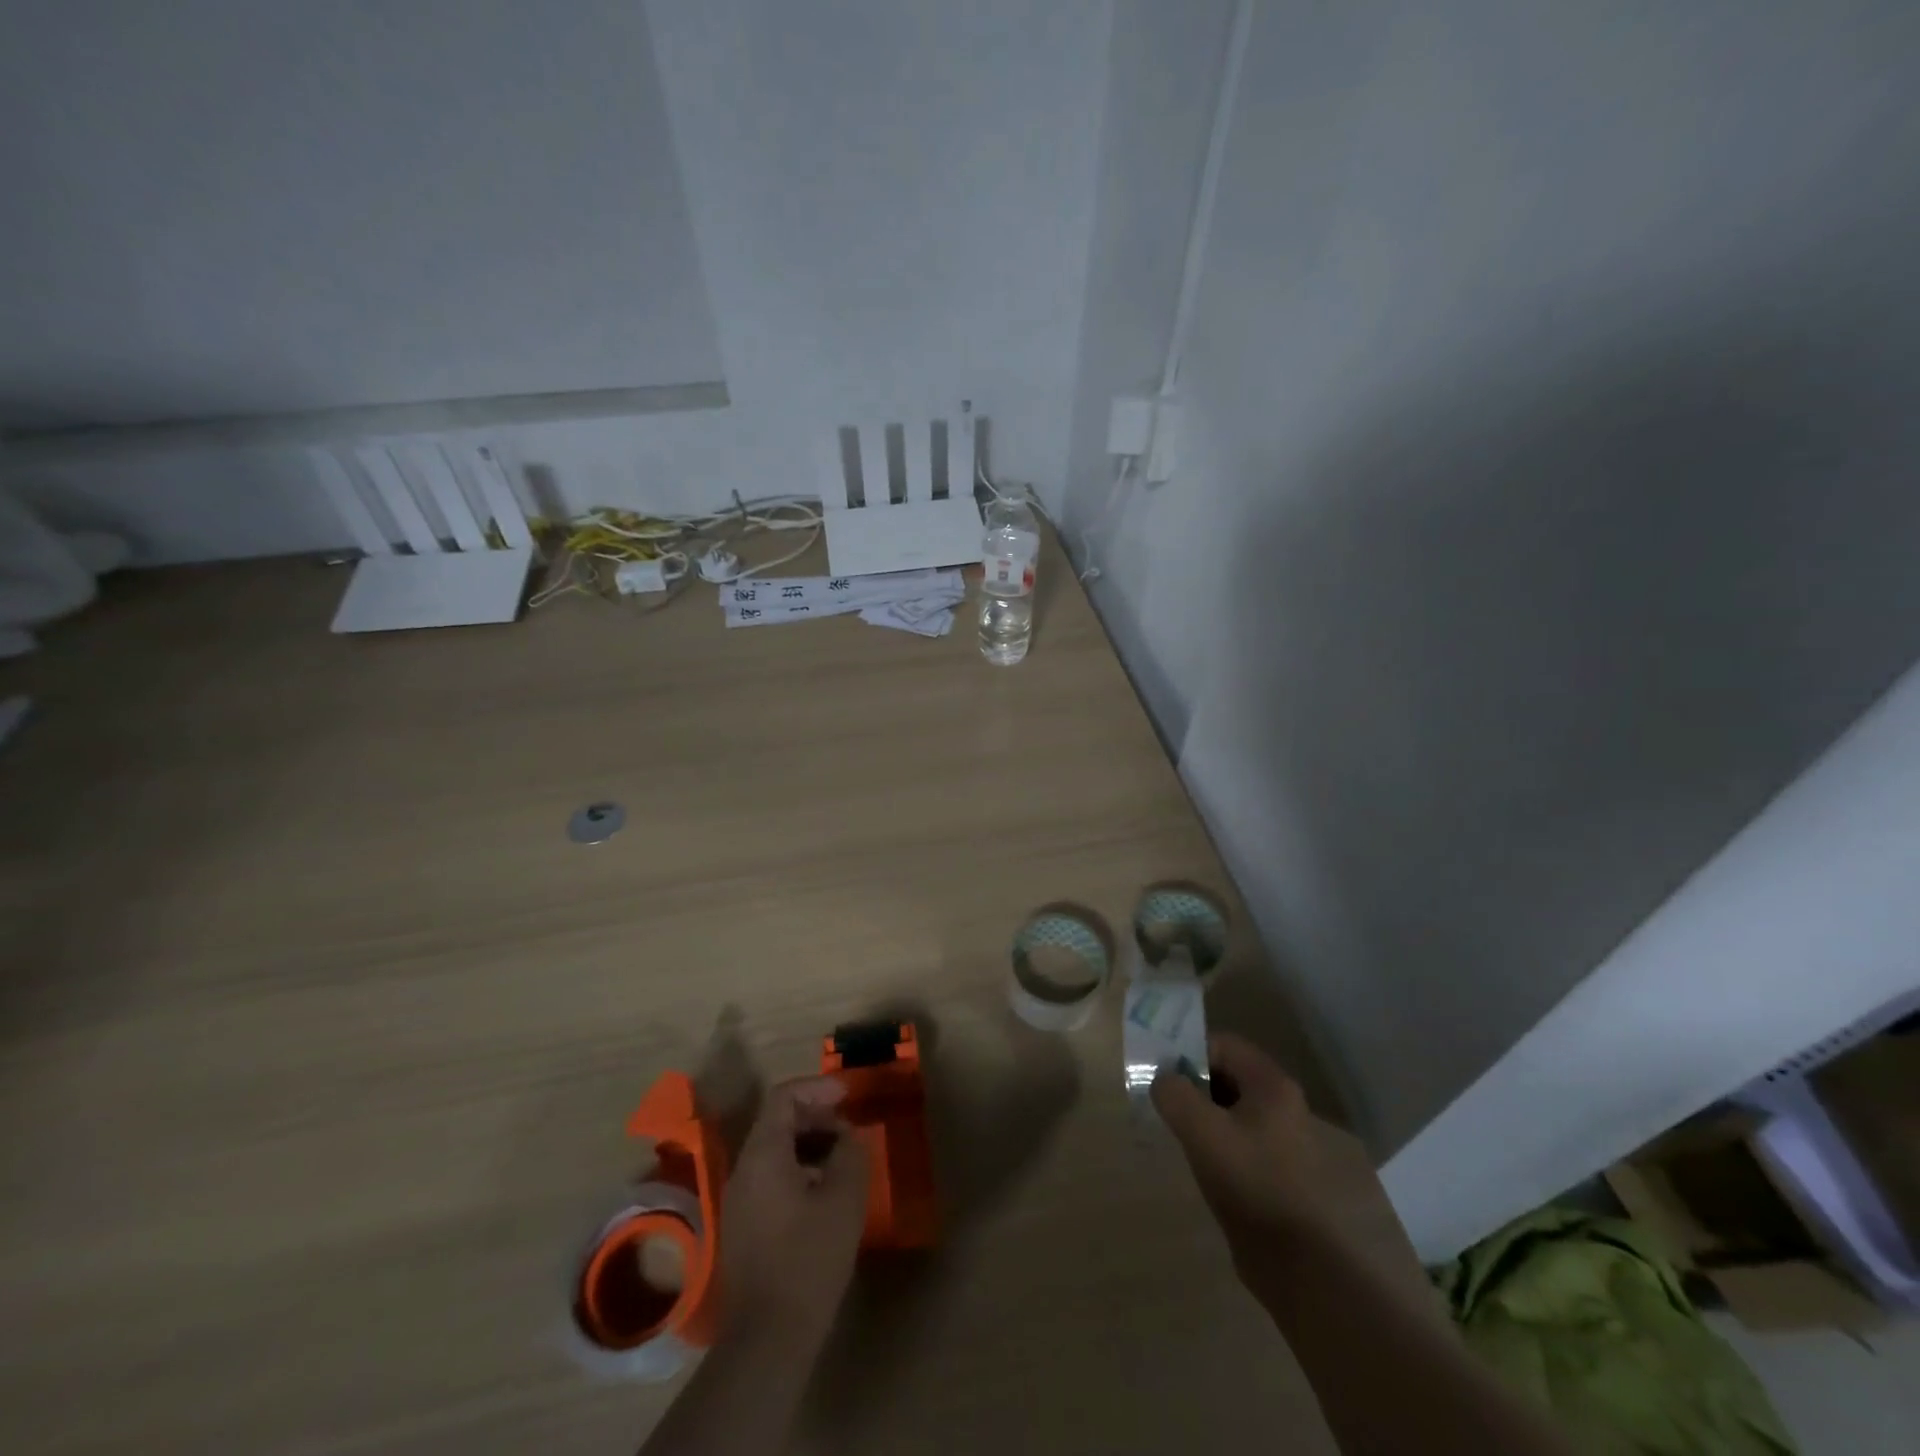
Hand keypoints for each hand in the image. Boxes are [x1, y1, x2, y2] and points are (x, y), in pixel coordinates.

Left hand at [718, 1076, 870, 1344]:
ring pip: (774, 1151)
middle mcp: (743, 1170)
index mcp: (763, 1155)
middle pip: (777, 1122)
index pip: (784, 1097)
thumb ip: (849, 1153)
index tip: (847, 1095)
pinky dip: (798, 1169)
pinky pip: (770, 1178)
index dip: (817, 1088)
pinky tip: (825, 1193)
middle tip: (849, 1128)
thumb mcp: (844, 1198)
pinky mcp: (743, 1227)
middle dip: (816, 1116)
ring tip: (843, 1159)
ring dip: (809, 1144)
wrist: (768, 1339)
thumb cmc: (809, 1259)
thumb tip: (847, 1136)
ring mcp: (739, 1200)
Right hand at [1151, 1033, 1394, 1296]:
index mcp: (1271, 1085)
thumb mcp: (1201, 1131)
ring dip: (1202, 1111)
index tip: (1162, 1075)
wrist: (1296, 1262)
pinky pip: (1239, 1134)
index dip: (1188, 1053)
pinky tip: (1198, 1159)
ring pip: (1231, 1105)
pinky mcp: (1277, 1167)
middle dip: (1193, 1082)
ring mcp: (1283, 1137)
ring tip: (1177, 1131)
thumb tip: (1162, 1081)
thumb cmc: (1249, 1182)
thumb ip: (1174, 1094)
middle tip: (1164, 1102)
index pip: (1223, 1044)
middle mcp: (1283, 1103)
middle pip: (1227, 1072)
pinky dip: (1215, 1137)